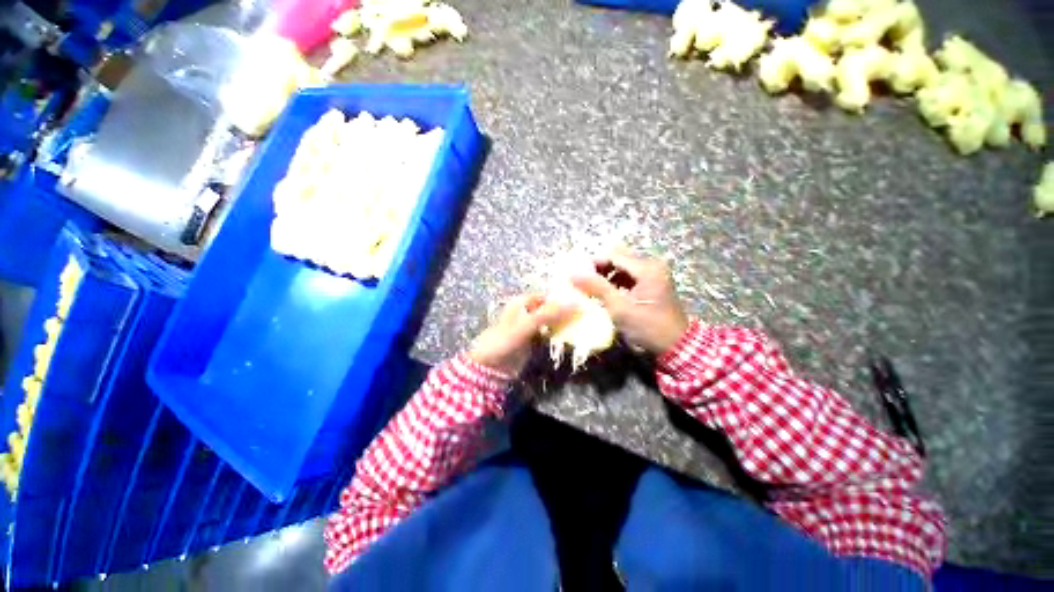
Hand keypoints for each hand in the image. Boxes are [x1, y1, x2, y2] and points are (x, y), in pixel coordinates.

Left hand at [469, 295, 574, 376]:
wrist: (489, 368)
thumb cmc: (504, 341)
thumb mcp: (526, 325)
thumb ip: (548, 314)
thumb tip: (574, 302)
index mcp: (523, 302)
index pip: (548, 296)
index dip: (563, 298)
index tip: (582, 303)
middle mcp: (528, 312)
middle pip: (551, 308)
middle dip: (565, 312)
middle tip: (584, 316)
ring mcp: (531, 327)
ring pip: (551, 321)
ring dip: (563, 324)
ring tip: (582, 326)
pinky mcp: (533, 342)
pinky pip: (549, 334)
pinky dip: (558, 335)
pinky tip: (571, 337)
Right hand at [571, 249, 688, 354]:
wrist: (676, 346)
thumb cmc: (648, 327)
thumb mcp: (620, 308)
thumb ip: (597, 288)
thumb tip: (573, 273)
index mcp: (647, 268)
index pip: (613, 255)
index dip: (593, 263)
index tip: (576, 274)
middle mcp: (651, 265)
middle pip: (618, 259)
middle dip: (598, 269)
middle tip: (582, 281)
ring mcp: (653, 274)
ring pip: (622, 268)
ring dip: (606, 276)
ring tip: (591, 288)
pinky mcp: (651, 284)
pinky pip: (628, 277)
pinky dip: (614, 282)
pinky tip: (605, 293)